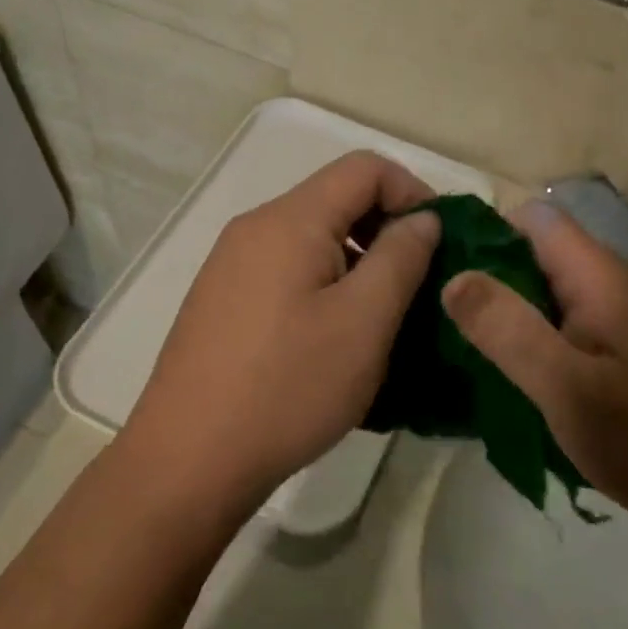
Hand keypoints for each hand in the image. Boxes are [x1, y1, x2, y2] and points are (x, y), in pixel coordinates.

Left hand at [121, 152, 441, 521]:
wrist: (187, 460)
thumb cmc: (287, 386)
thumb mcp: (364, 322)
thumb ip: (401, 257)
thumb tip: (422, 219)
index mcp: (289, 219)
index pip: (364, 168)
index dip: (412, 192)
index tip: (440, 242)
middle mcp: (255, 227)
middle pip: (336, 198)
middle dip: (385, 228)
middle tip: (417, 283)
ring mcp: (231, 263)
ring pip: (312, 237)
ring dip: (357, 260)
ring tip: (381, 316)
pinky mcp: (222, 298)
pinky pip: (287, 268)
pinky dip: (324, 282)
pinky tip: (334, 335)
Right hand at [441, 201, 627, 547]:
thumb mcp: (564, 388)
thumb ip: (507, 329)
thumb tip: (455, 278)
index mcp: (605, 277)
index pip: (537, 218)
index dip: (491, 235)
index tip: (455, 278)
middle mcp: (627, 281)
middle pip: (550, 253)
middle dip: (503, 281)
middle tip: (465, 328)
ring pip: (567, 291)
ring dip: (528, 314)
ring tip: (493, 356)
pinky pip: (588, 321)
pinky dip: (557, 337)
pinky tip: (543, 380)